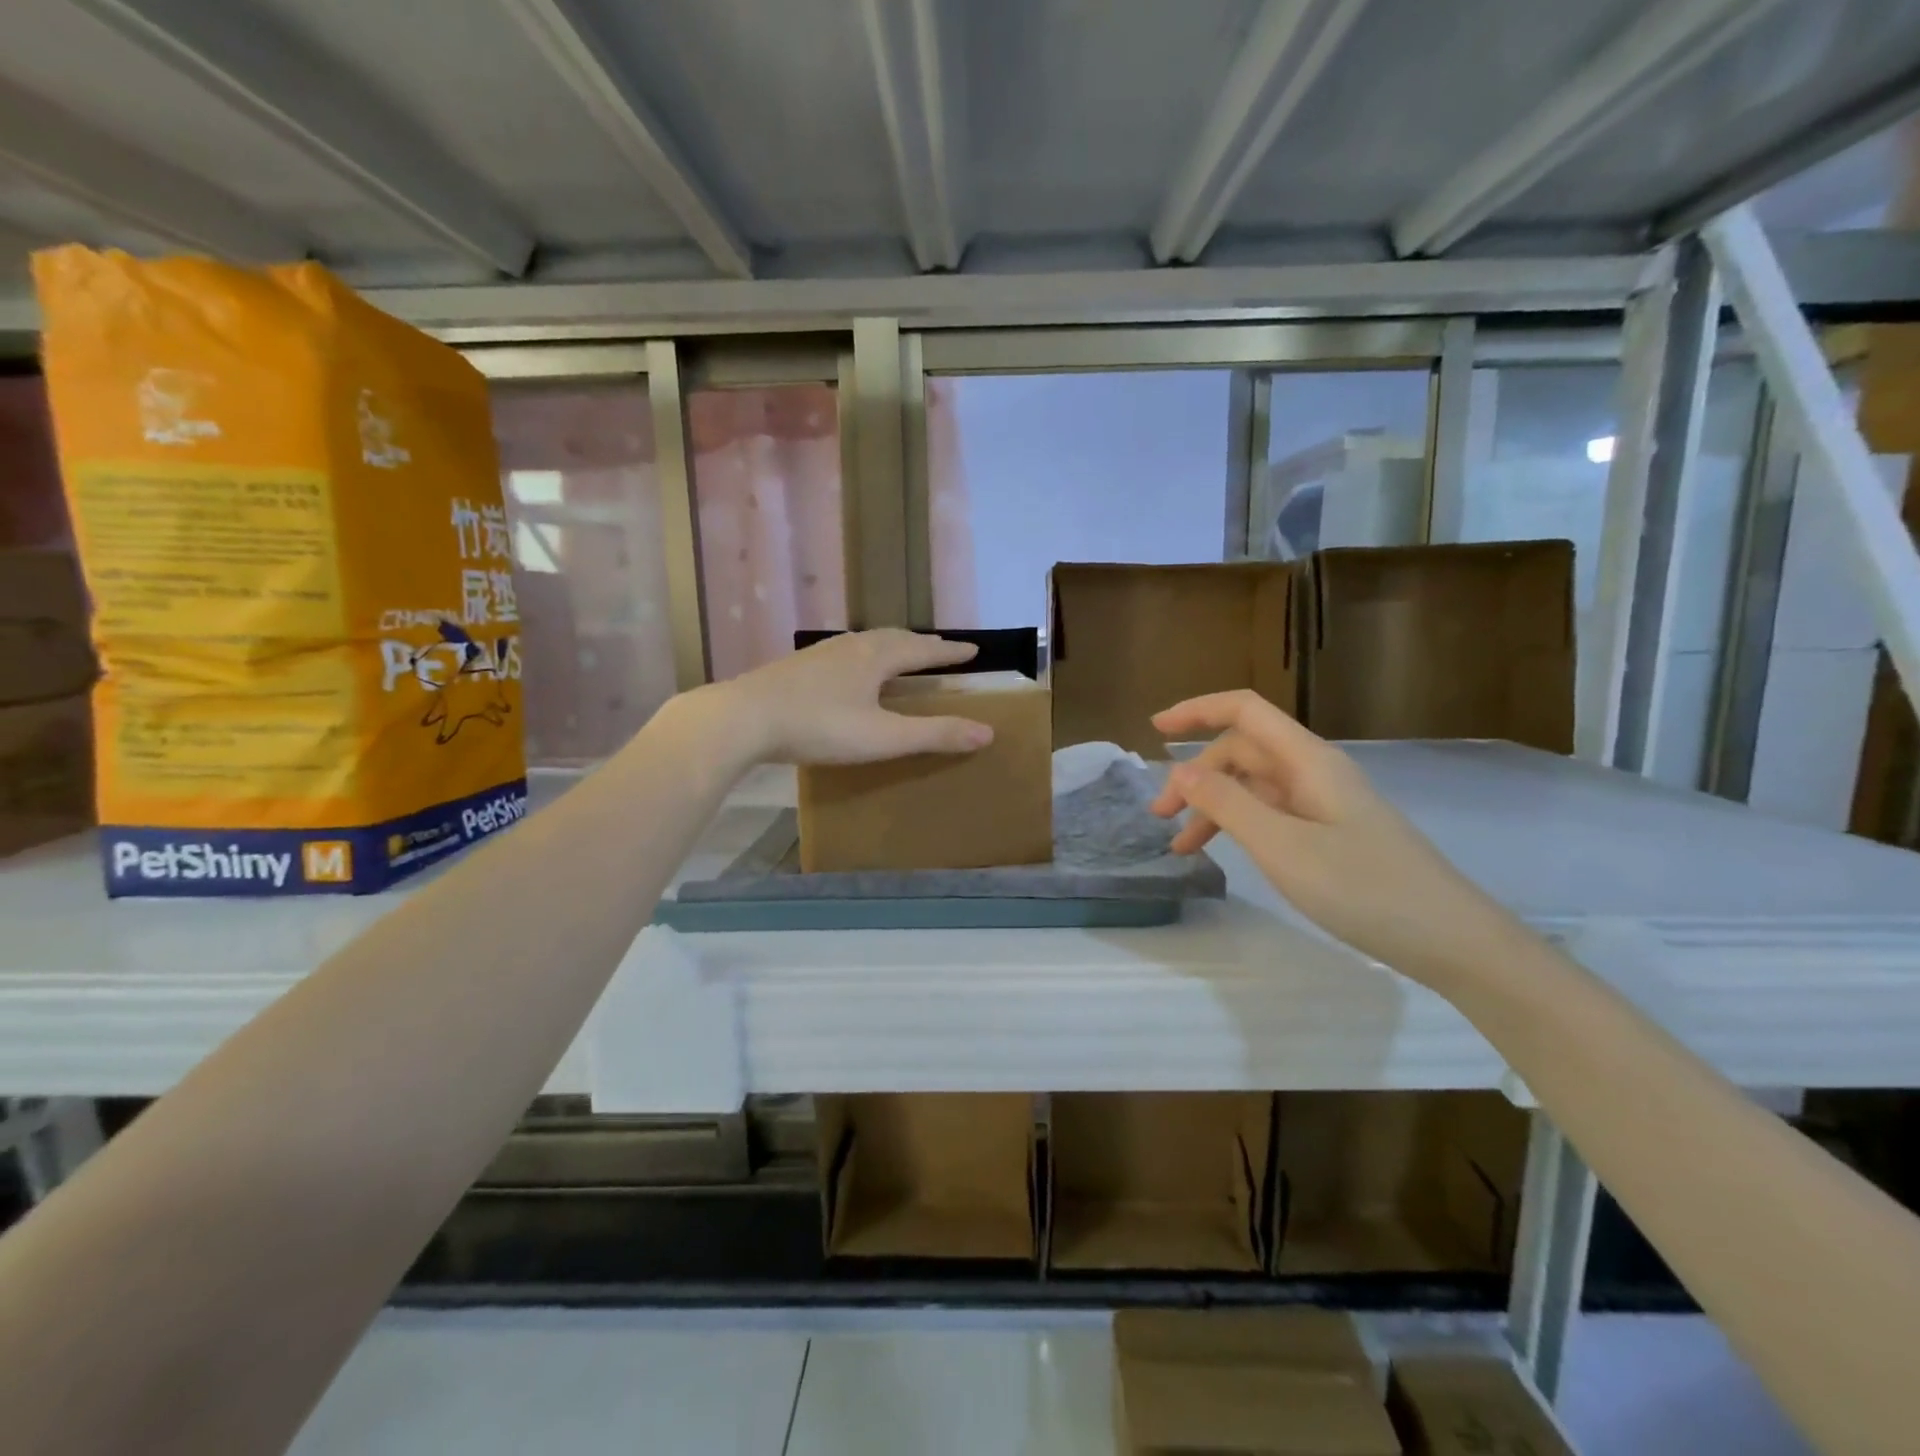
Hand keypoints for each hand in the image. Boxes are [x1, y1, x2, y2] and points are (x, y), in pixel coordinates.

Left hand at [707, 629, 993, 765]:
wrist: (742, 719)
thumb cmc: (819, 727)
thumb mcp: (883, 737)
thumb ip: (934, 735)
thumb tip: (987, 732)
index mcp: (876, 658)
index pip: (924, 650)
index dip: (950, 652)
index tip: (974, 649)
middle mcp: (850, 646)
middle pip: (895, 638)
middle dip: (922, 644)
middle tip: (941, 649)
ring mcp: (819, 654)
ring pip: (866, 642)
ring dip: (891, 647)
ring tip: (901, 655)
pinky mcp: (796, 667)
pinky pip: (843, 653)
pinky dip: (863, 656)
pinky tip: (850, 672)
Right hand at [1148, 690, 1513, 981]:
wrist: (1451, 940)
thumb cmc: (1363, 888)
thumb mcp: (1282, 846)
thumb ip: (1227, 804)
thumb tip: (1181, 770)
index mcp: (1306, 760)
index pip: (1244, 711)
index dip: (1197, 710)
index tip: (1154, 729)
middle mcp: (1315, 772)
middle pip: (1243, 751)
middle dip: (1196, 775)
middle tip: (1160, 816)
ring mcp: (1325, 803)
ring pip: (1255, 786)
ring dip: (1213, 805)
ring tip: (1181, 845)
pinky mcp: (1332, 833)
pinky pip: (1272, 813)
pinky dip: (1239, 825)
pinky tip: (1224, 852)